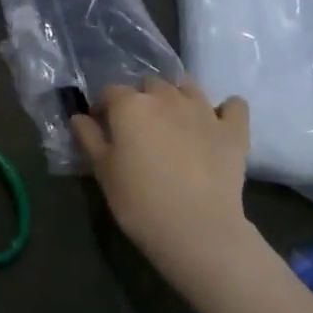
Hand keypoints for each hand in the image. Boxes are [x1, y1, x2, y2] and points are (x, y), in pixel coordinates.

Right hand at [71, 79, 255, 273]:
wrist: (196, 227)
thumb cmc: (139, 200)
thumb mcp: (103, 170)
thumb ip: (89, 138)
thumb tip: (79, 117)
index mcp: (130, 105)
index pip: (110, 92)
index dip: (104, 108)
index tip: (103, 128)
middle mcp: (166, 97)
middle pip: (150, 84)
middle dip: (142, 99)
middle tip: (139, 129)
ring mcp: (204, 110)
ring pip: (188, 87)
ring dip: (178, 98)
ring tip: (174, 123)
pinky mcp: (234, 129)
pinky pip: (233, 105)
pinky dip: (225, 110)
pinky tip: (217, 123)